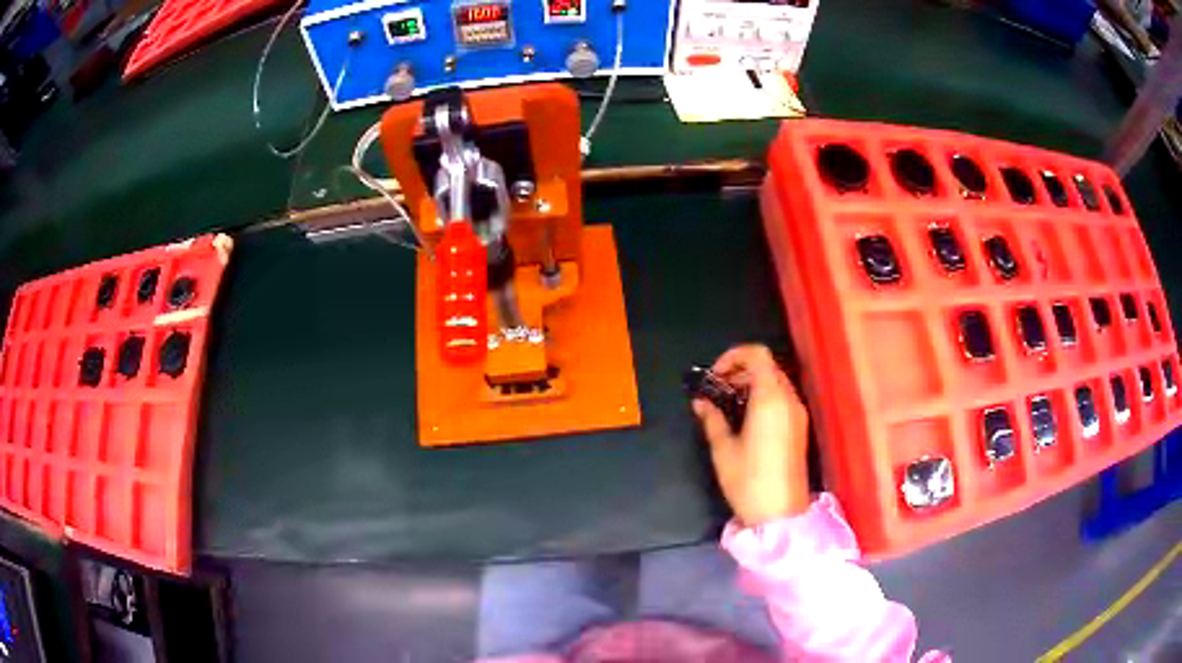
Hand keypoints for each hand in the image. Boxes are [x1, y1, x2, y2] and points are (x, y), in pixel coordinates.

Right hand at [692, 345, 810, 525]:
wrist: (780, 513)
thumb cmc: (749, 481)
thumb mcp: (723, 450)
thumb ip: (712, 419)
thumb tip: (700, 403)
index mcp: (770, 399)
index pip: (757, 355)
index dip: (733, 356)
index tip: (715, 375)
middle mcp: (789, 399)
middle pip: (768, 366)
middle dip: (741, 370)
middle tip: (717, 389)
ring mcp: (798, 413)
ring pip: (776, 381)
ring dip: (752, 383)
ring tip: (729, 403)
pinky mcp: (800, 427)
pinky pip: (783, 397)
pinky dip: (764, 396)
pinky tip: (746, 418)